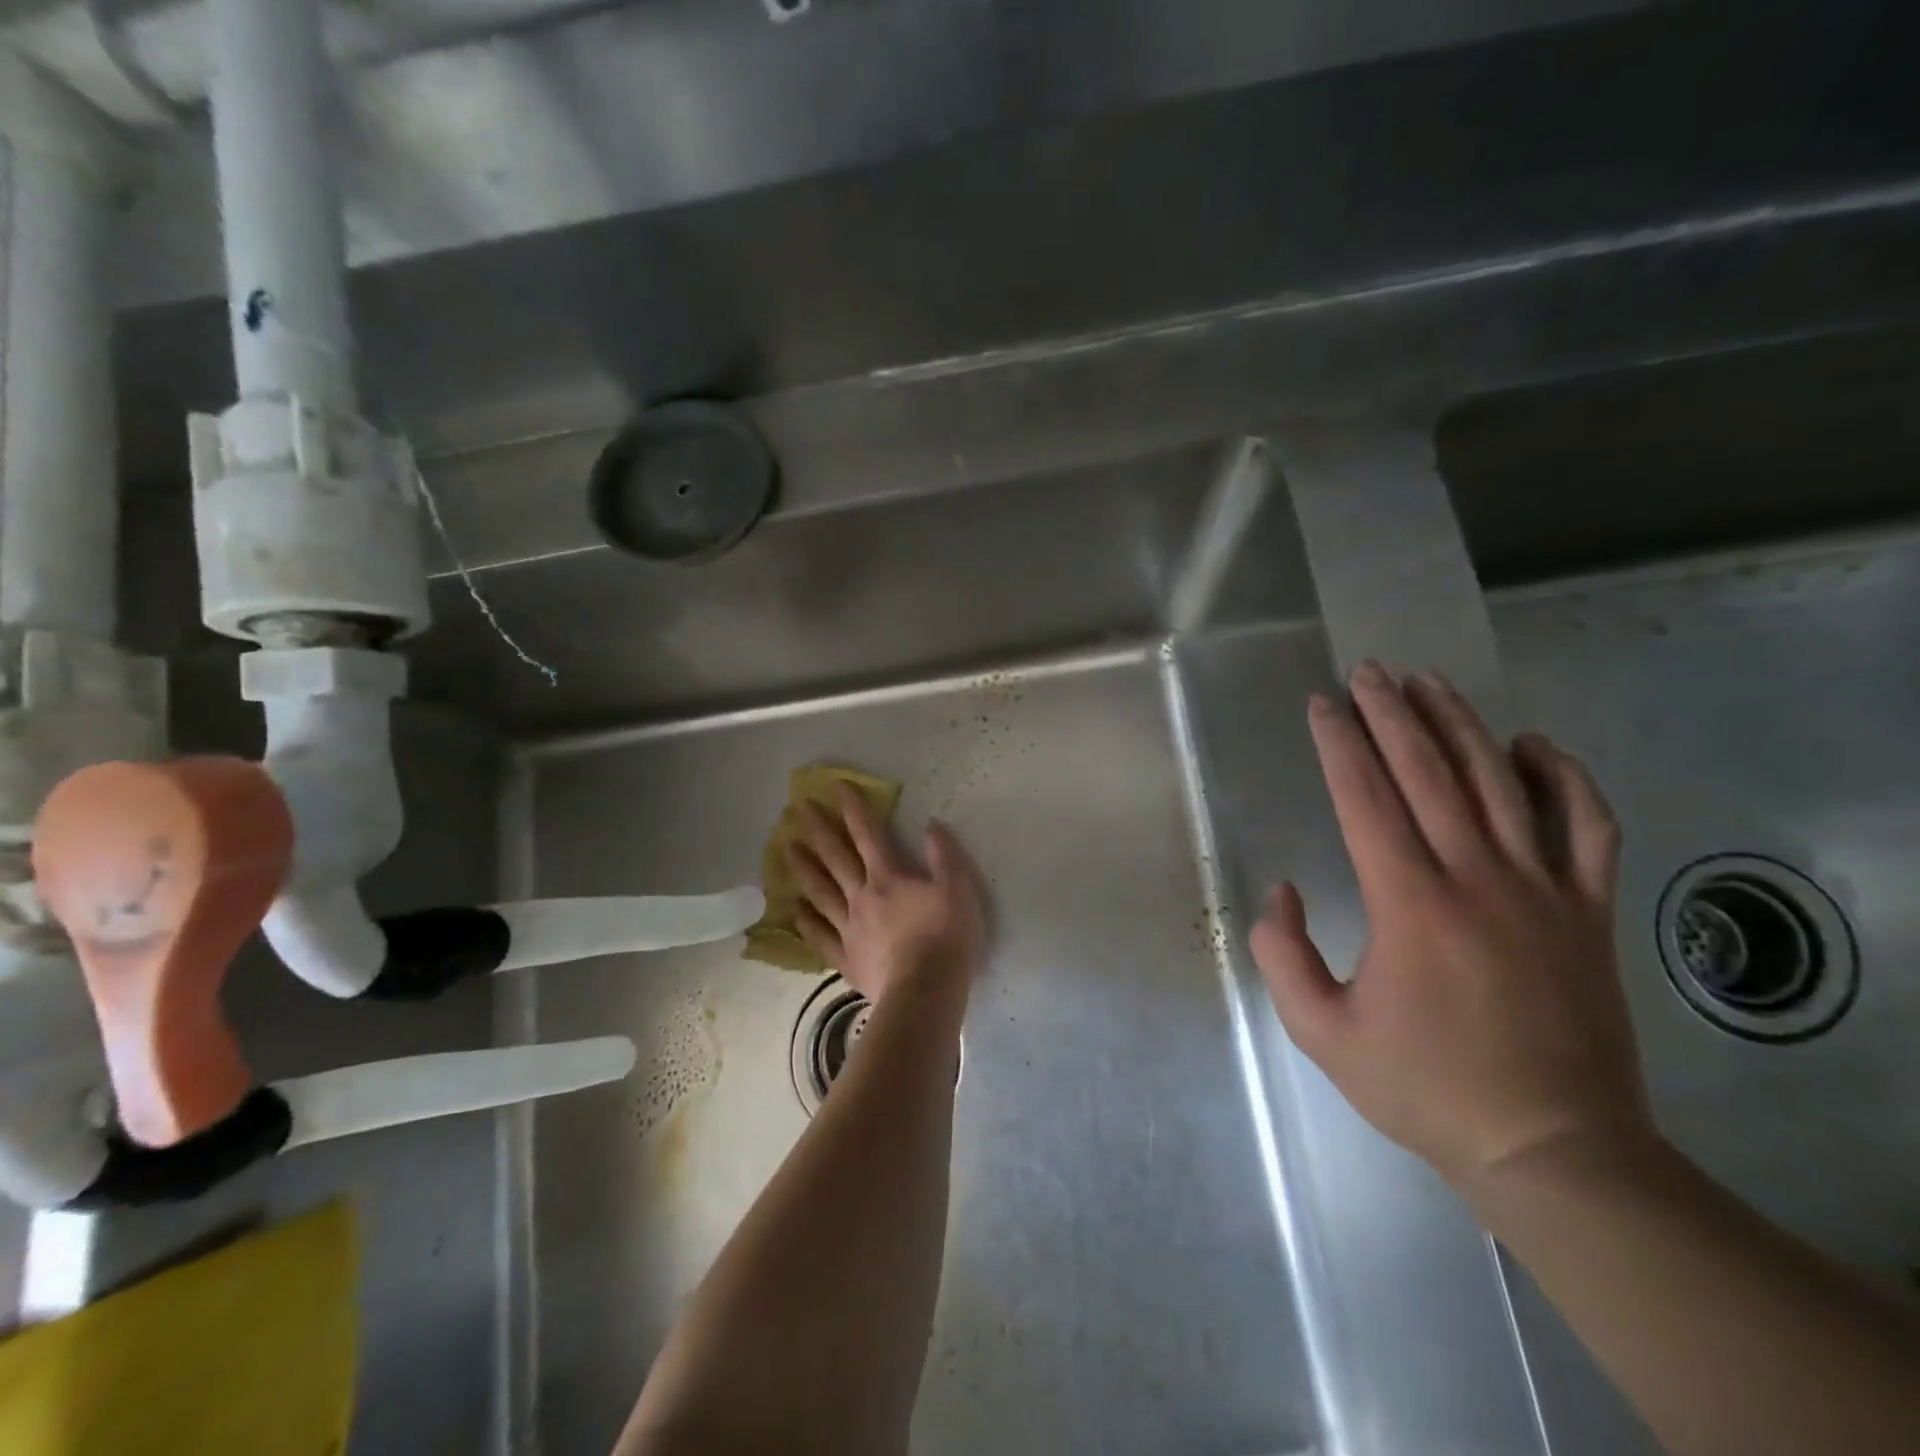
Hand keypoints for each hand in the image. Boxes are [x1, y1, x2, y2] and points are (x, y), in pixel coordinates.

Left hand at [788, 786, 987, 1004]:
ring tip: (786, 849)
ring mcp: (849, 928)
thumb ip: (944, 855)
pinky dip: (806, 922)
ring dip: (803, 868)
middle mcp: (862, 896)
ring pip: (820, 892)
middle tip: (798, 809)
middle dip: (818, 830)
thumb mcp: (959, 889)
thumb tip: (931, 825)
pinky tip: (796, 910)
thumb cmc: (947, 937)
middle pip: (835, 857)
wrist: (925, 991)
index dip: (854, 809)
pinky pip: (820, 936)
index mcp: (889, 877)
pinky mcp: (846, 958)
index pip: (868, 834)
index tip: (837, 787)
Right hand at [1250, 663, 1655, 1194]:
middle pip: (1430, 772)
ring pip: (1501, 783)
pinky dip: (1565, 778)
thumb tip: (1282, 890)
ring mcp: (1544, 889)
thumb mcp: (1321, 1031)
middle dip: (1392, 714)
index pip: (1365, 797)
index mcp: (1409, 902)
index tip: (1322, 702)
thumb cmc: (1424, 1087)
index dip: (1338, 743)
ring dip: (1460, 724)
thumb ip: (1282, 953)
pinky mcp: (1590, 911)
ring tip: (1429, 682)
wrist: (1552, 1148)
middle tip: (1369, 671)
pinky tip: (1533, 744)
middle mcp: (1477, 877)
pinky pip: (1589, 828)